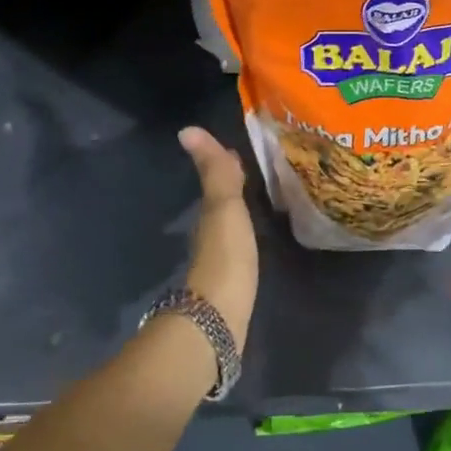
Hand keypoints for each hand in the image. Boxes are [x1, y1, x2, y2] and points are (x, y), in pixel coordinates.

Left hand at [177, 126, 258, 350]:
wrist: (218, 321)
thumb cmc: (225, 259)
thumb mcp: (223, 209)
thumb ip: (214, 173)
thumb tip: (188, 129)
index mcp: (210, 215)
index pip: (218, 181)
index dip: (226, 163)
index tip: (239, 148)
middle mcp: (211, 234)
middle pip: (222, 202)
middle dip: (234, 185)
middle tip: (256, 170)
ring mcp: (220, 261)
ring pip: (229, 225)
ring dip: (240, 210)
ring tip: (261, 198)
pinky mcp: (232, 284)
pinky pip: (238, 247)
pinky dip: (244, 234)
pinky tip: (255, 238)